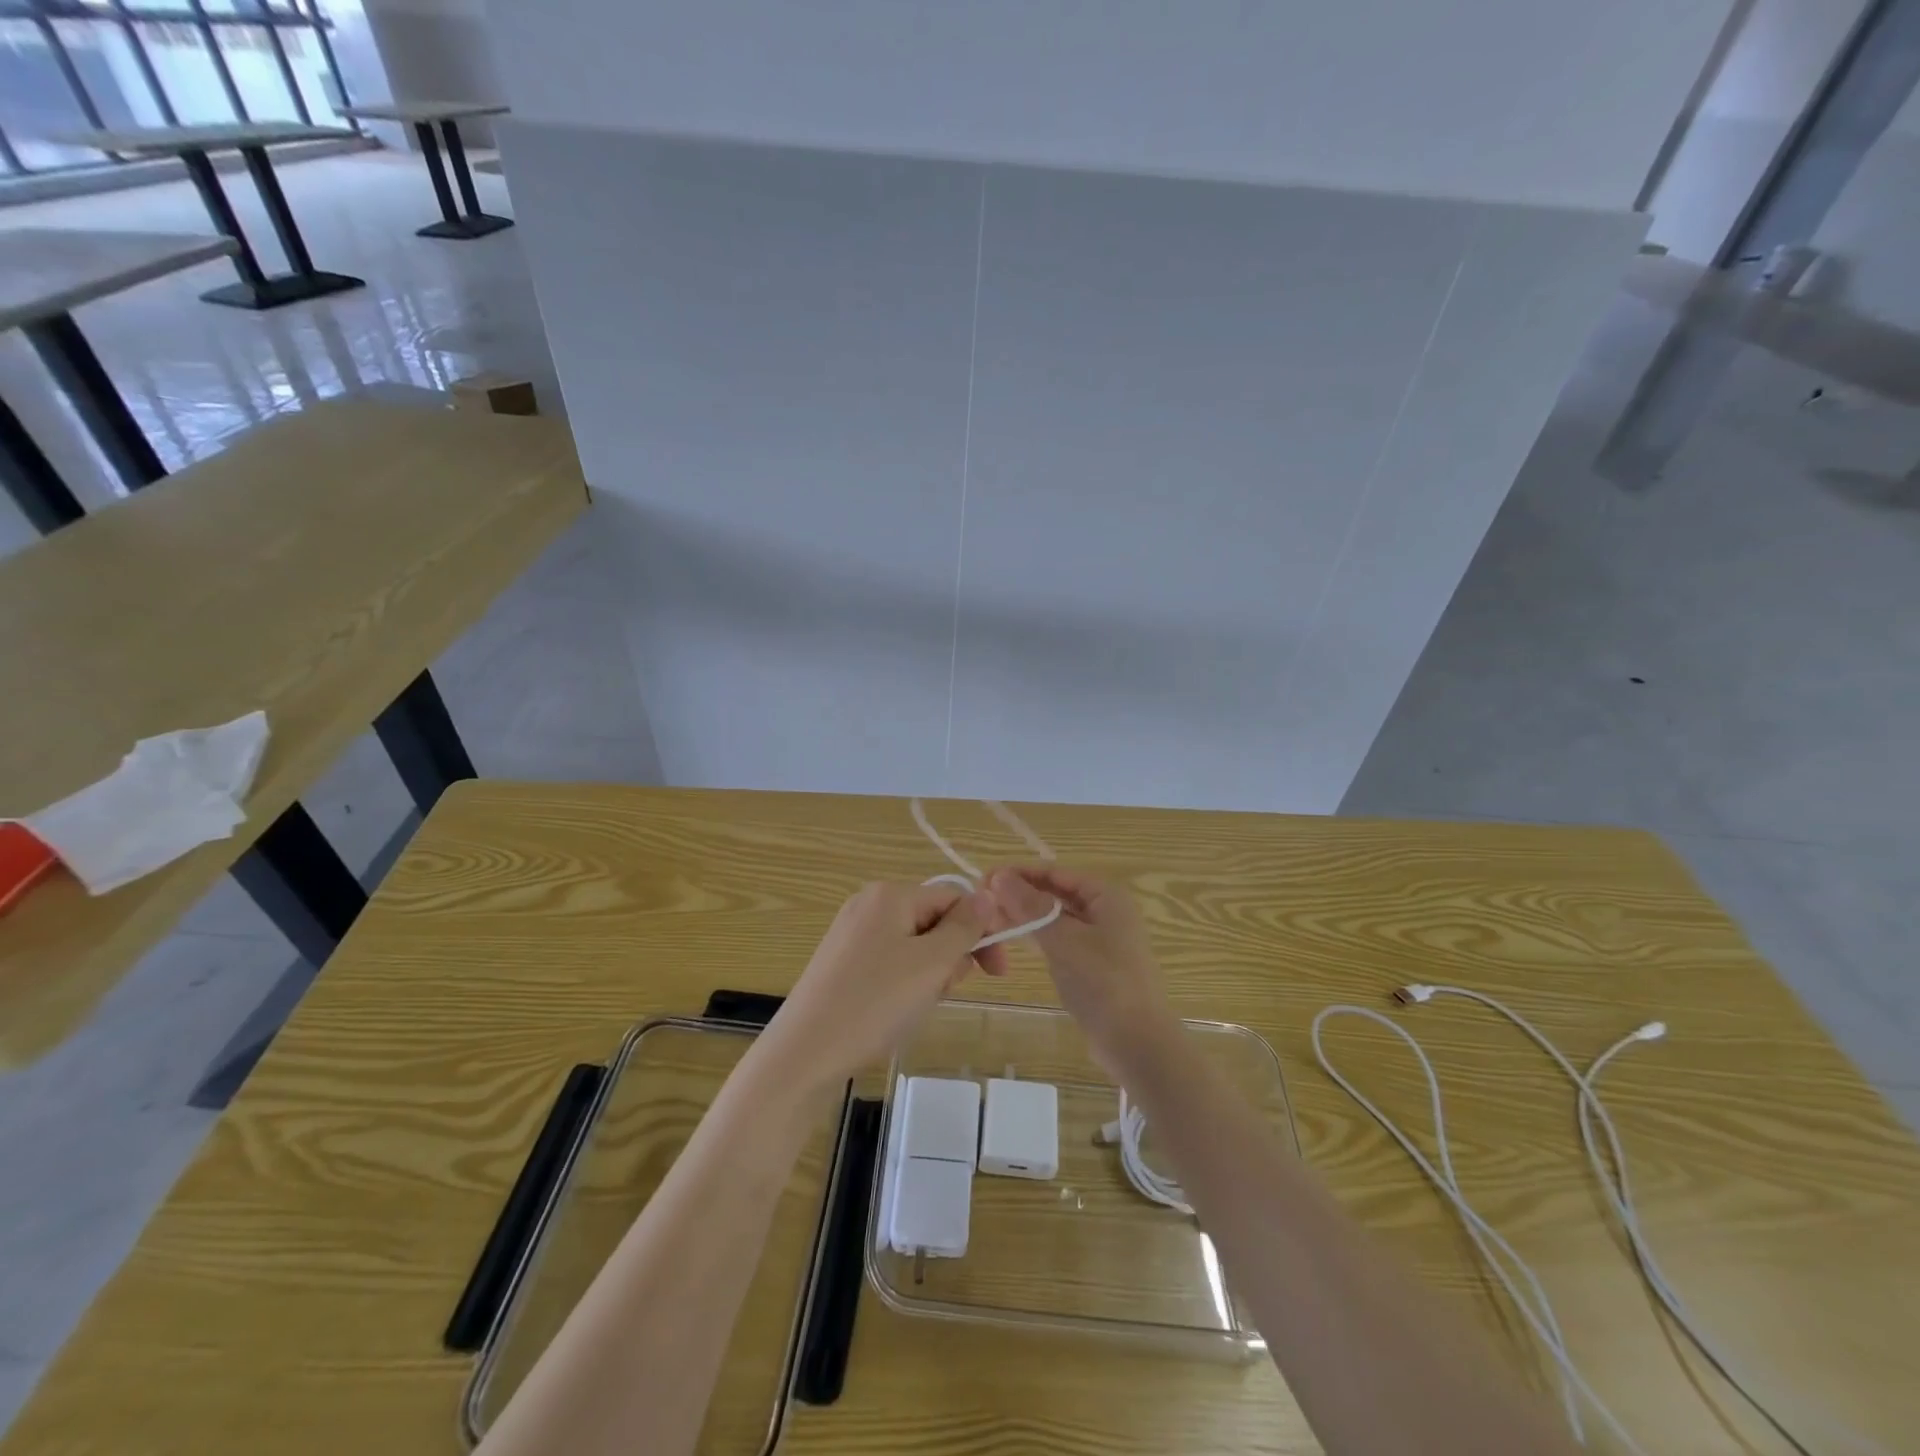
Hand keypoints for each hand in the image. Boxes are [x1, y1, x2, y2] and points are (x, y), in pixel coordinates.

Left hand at [762, 882, 1002, 1089]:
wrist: (804, 1053)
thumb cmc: (875, 1003)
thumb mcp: (932, 963)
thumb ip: (964, 927)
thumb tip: (987, 896)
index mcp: (891, 894)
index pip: (954, 899)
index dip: (982, 931)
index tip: (998, 973)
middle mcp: (868, 904)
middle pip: (934, 920)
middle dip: (951, 956)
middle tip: (945, 992)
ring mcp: (851, 934)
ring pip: (914, 945)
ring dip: (930, 973)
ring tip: (917, 1007)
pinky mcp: (841, 963)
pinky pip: (890, 962)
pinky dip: (905, 983)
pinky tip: (896, 1012)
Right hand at [987, 866, 1178, 1074]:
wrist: (1138, 1044)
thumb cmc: (1104, 983)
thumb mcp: (1064, 940)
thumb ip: (1031, 907)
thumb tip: (998, 876)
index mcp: (1106, 896)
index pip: (1056, 873)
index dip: (1020, 873)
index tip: (985, 878)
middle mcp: (1105, 912)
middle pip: (1056, 893)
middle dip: (1020, 894)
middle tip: (982, 901)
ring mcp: (1100, 940)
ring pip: (1055, 918)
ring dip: (1025, 916)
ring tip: (990, 919)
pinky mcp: (1091, 966)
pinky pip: (1059, 940)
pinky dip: (1037, 937)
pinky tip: (1013, 939)